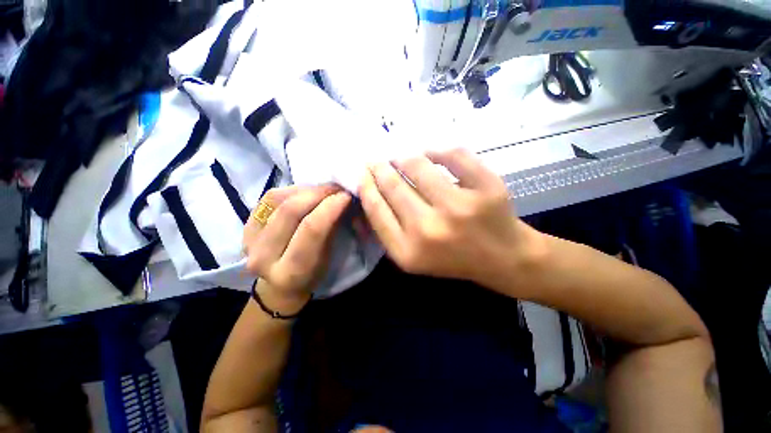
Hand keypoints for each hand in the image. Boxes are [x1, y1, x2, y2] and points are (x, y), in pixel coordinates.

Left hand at [243, 185, 351, 310]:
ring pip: (278, 200)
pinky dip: (291, 190)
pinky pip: (269, 198)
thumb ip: (332, 229)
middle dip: (319, 193)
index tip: (346, 195)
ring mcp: (249, 240)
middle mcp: (264, 256)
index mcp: (291, 272)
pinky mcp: (245, 226)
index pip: (311, 230)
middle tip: (337, 188)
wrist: (280, 285)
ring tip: (324, 190)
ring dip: (306, 189)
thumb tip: (343, 200)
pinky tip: (306, 192)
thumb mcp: (328, 257)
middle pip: (291, 211)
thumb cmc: (312, 274)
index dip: (330, 207)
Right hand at [359, 148, 545, 293]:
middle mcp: (430, 230)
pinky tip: (430, 153)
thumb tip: (370, 190)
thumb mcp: (412, 256)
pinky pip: (453, 155)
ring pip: (418, 165)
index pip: (376, 209)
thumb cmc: (452, 258)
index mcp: (408, 251)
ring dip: (404, 157)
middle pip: (393, 186)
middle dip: (379, 168)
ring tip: (400, 157)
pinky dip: (438, 149)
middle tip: (376, 160)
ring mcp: (460, 207)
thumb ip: (389, 229)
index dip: (366, 185)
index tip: (362, 173)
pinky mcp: (486, 188)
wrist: (503, 259)